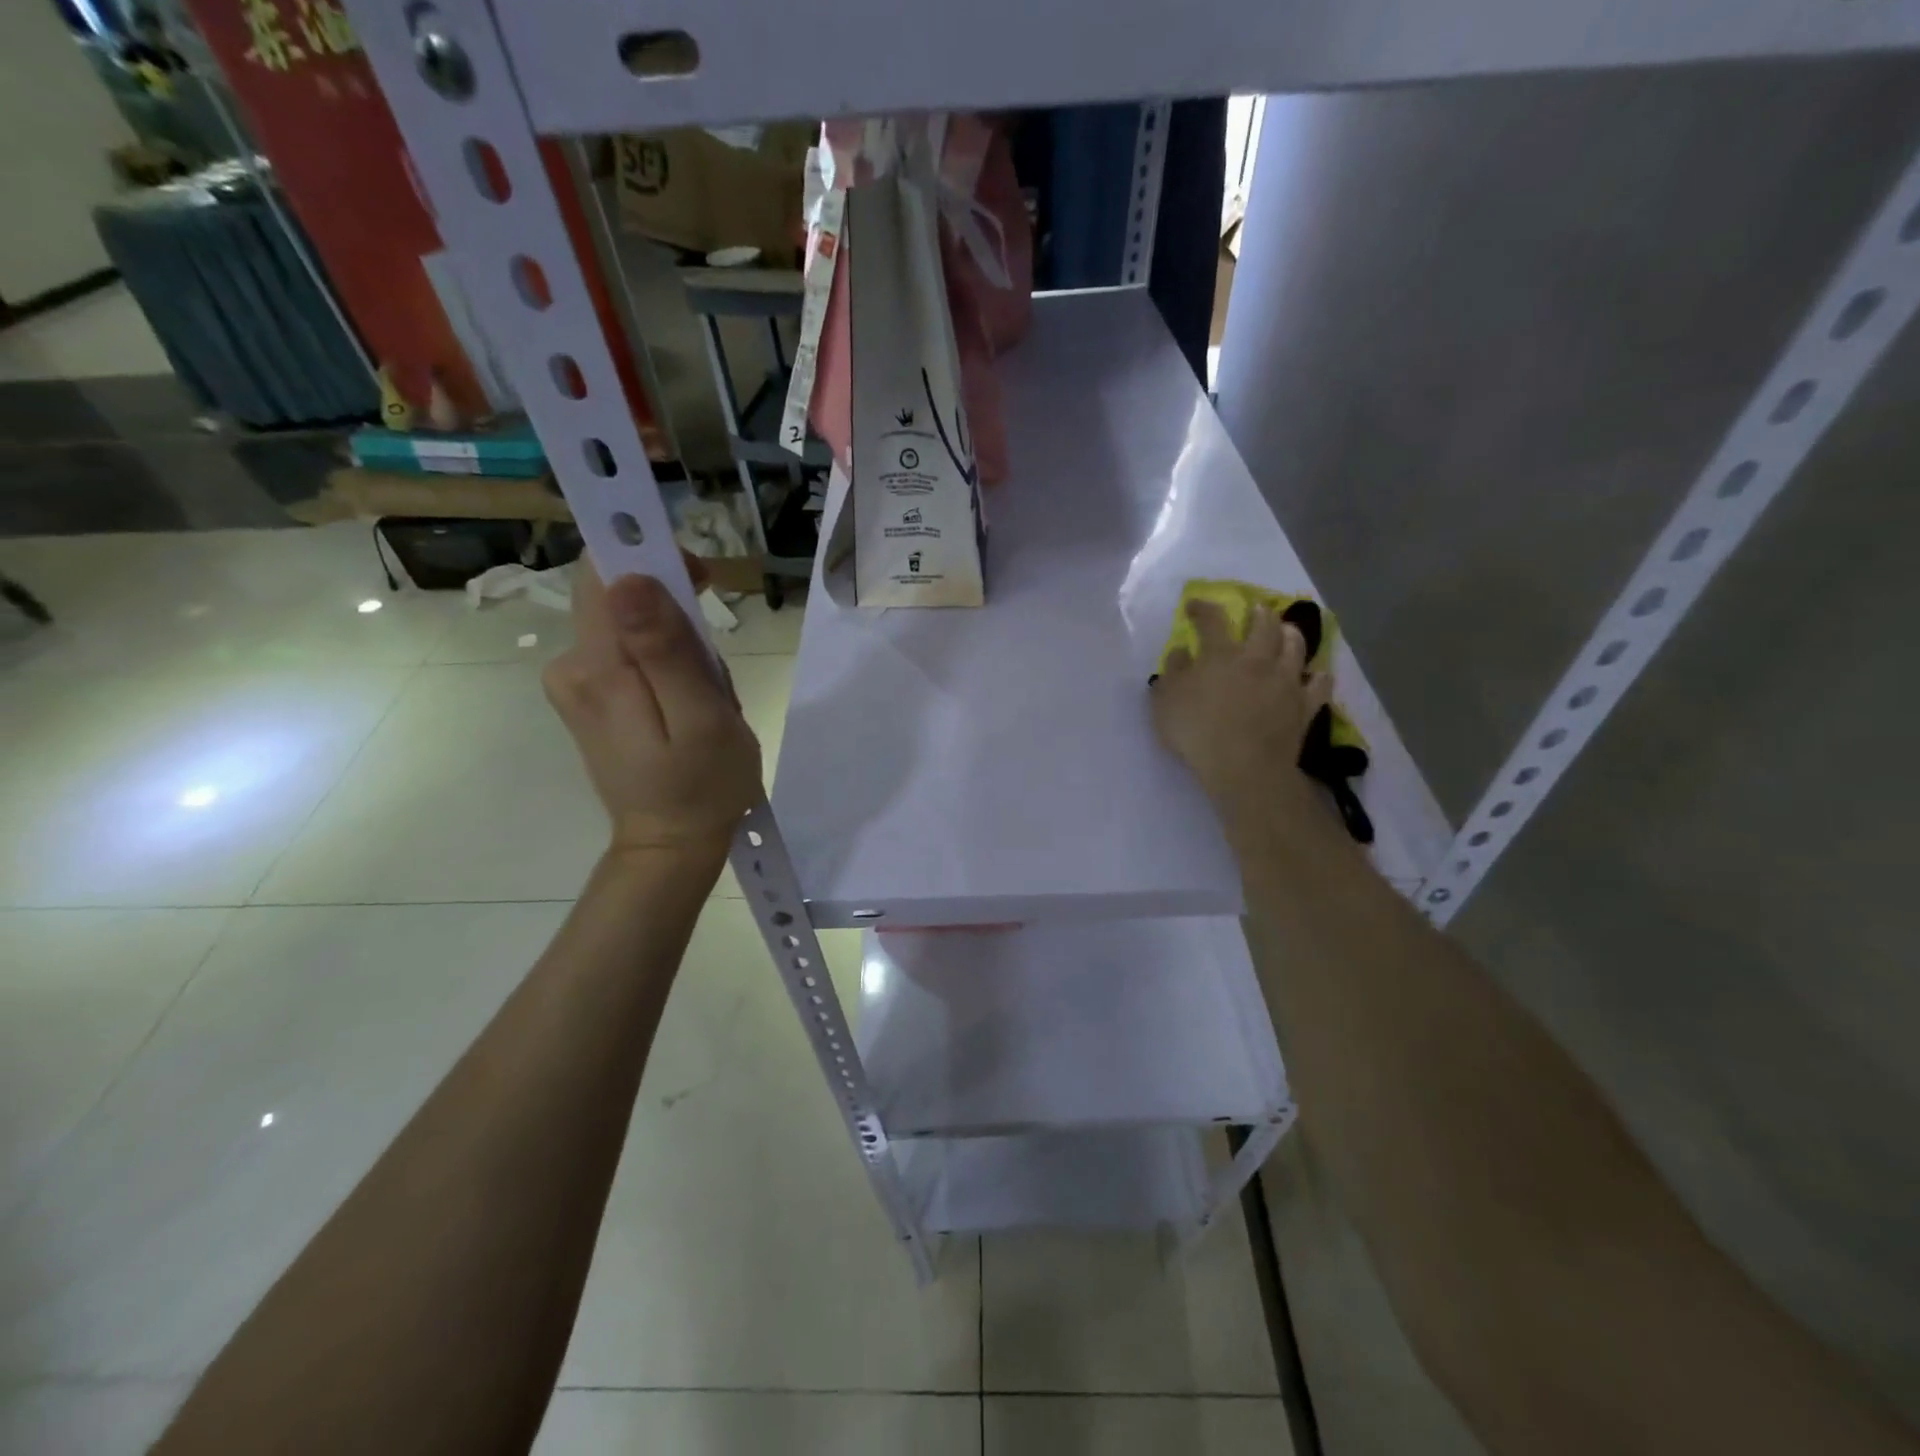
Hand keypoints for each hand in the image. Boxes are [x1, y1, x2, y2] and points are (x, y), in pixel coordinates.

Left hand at [543, 568, 760, 860]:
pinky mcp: (587, 696)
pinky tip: (686, 701)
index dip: (651, 558)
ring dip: (675, 642)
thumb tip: (628, 577)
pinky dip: (662, 662)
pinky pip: (626, 651)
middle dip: (674, 612)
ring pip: (628, 623)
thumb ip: (664, 648)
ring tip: (706, 693)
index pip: (605, 572)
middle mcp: (571, 666)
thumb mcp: (701, 718)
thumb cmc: (702, 785)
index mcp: (599, 668)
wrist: (670, 845)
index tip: (699, 582)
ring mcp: (575, 683)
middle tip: (712, 666)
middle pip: (618, 595)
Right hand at [1150, 599, 1331, 834]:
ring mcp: (1286, 681)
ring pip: (1296, 647)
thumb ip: (1172, 672)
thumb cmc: (1197, 732)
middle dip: (1259, 612)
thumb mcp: (1166, 702)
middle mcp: (1258, 659)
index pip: (1212, 620)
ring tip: (1287, 631)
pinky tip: (1316, 675)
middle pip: (1265, 625)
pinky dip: (1318, 676)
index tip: (1194, 605)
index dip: (1203, 607)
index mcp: (1221, 654)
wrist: (1244, 766)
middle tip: (1256, 610)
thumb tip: (1181, 651)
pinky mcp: (1305, 706)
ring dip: (1291, 634)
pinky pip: (1319, 684)